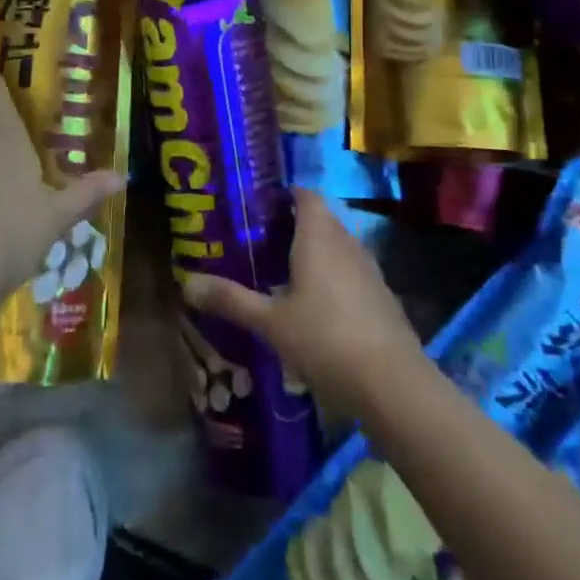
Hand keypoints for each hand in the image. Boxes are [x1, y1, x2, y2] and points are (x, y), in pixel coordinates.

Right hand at [182, 189, 424, 416]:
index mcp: (318, 237)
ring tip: (282, 272)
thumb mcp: (270, 322)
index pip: (305, 195)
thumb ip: (231, 300)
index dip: (284, 195)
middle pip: (321, 220)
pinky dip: (333, 278)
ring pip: (338, 248)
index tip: (258, 206)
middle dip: (294, 226)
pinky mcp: (382, 298)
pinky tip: (315, 307)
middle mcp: (347, 244)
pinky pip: (351, 273)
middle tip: (260, 241)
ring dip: (315, 254)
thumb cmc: (325, 339)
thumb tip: (186, 283)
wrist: (393, 384)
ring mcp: (369, 271)